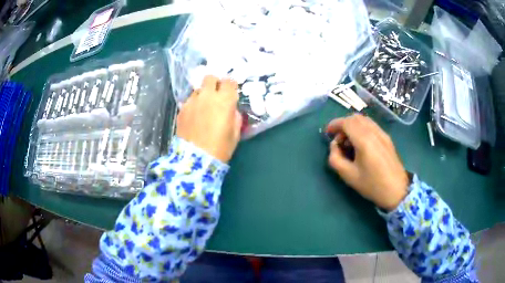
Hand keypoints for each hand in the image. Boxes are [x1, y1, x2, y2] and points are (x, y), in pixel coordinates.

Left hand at [176, 76, 241, 162]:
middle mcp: (208, 96)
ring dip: (203, 94)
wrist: (195, 159)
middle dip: (214, 83)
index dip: (230, 85)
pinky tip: (194, 116)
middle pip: (210, 78)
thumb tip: (231, 110)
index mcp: (225, 101)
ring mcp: (192, 101)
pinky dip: (193, 104)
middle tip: (216, 94)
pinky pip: (189, 100)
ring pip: (198, 89)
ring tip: (203, 107)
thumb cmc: (220, 148)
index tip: (230, 92)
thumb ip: (234, 116)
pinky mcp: (182, 109)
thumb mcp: (235, 133)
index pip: (229, 81)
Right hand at [326, 114, 408, 210]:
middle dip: (343, 124)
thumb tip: (334, 145)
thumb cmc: (372, 185)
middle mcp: (374, 132)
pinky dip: (362, 128)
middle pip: (355, 118)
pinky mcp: (387, 138)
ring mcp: (382, 133)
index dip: (334, 124)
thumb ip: (335, 158)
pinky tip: (361, 144)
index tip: (327, 133)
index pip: (346, 122)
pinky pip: (371, 125)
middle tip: (338, 139)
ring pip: (364, 120)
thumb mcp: (348, 175)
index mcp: (364, 140)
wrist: (397, 190)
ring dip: (353, 125)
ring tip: (349, 142)